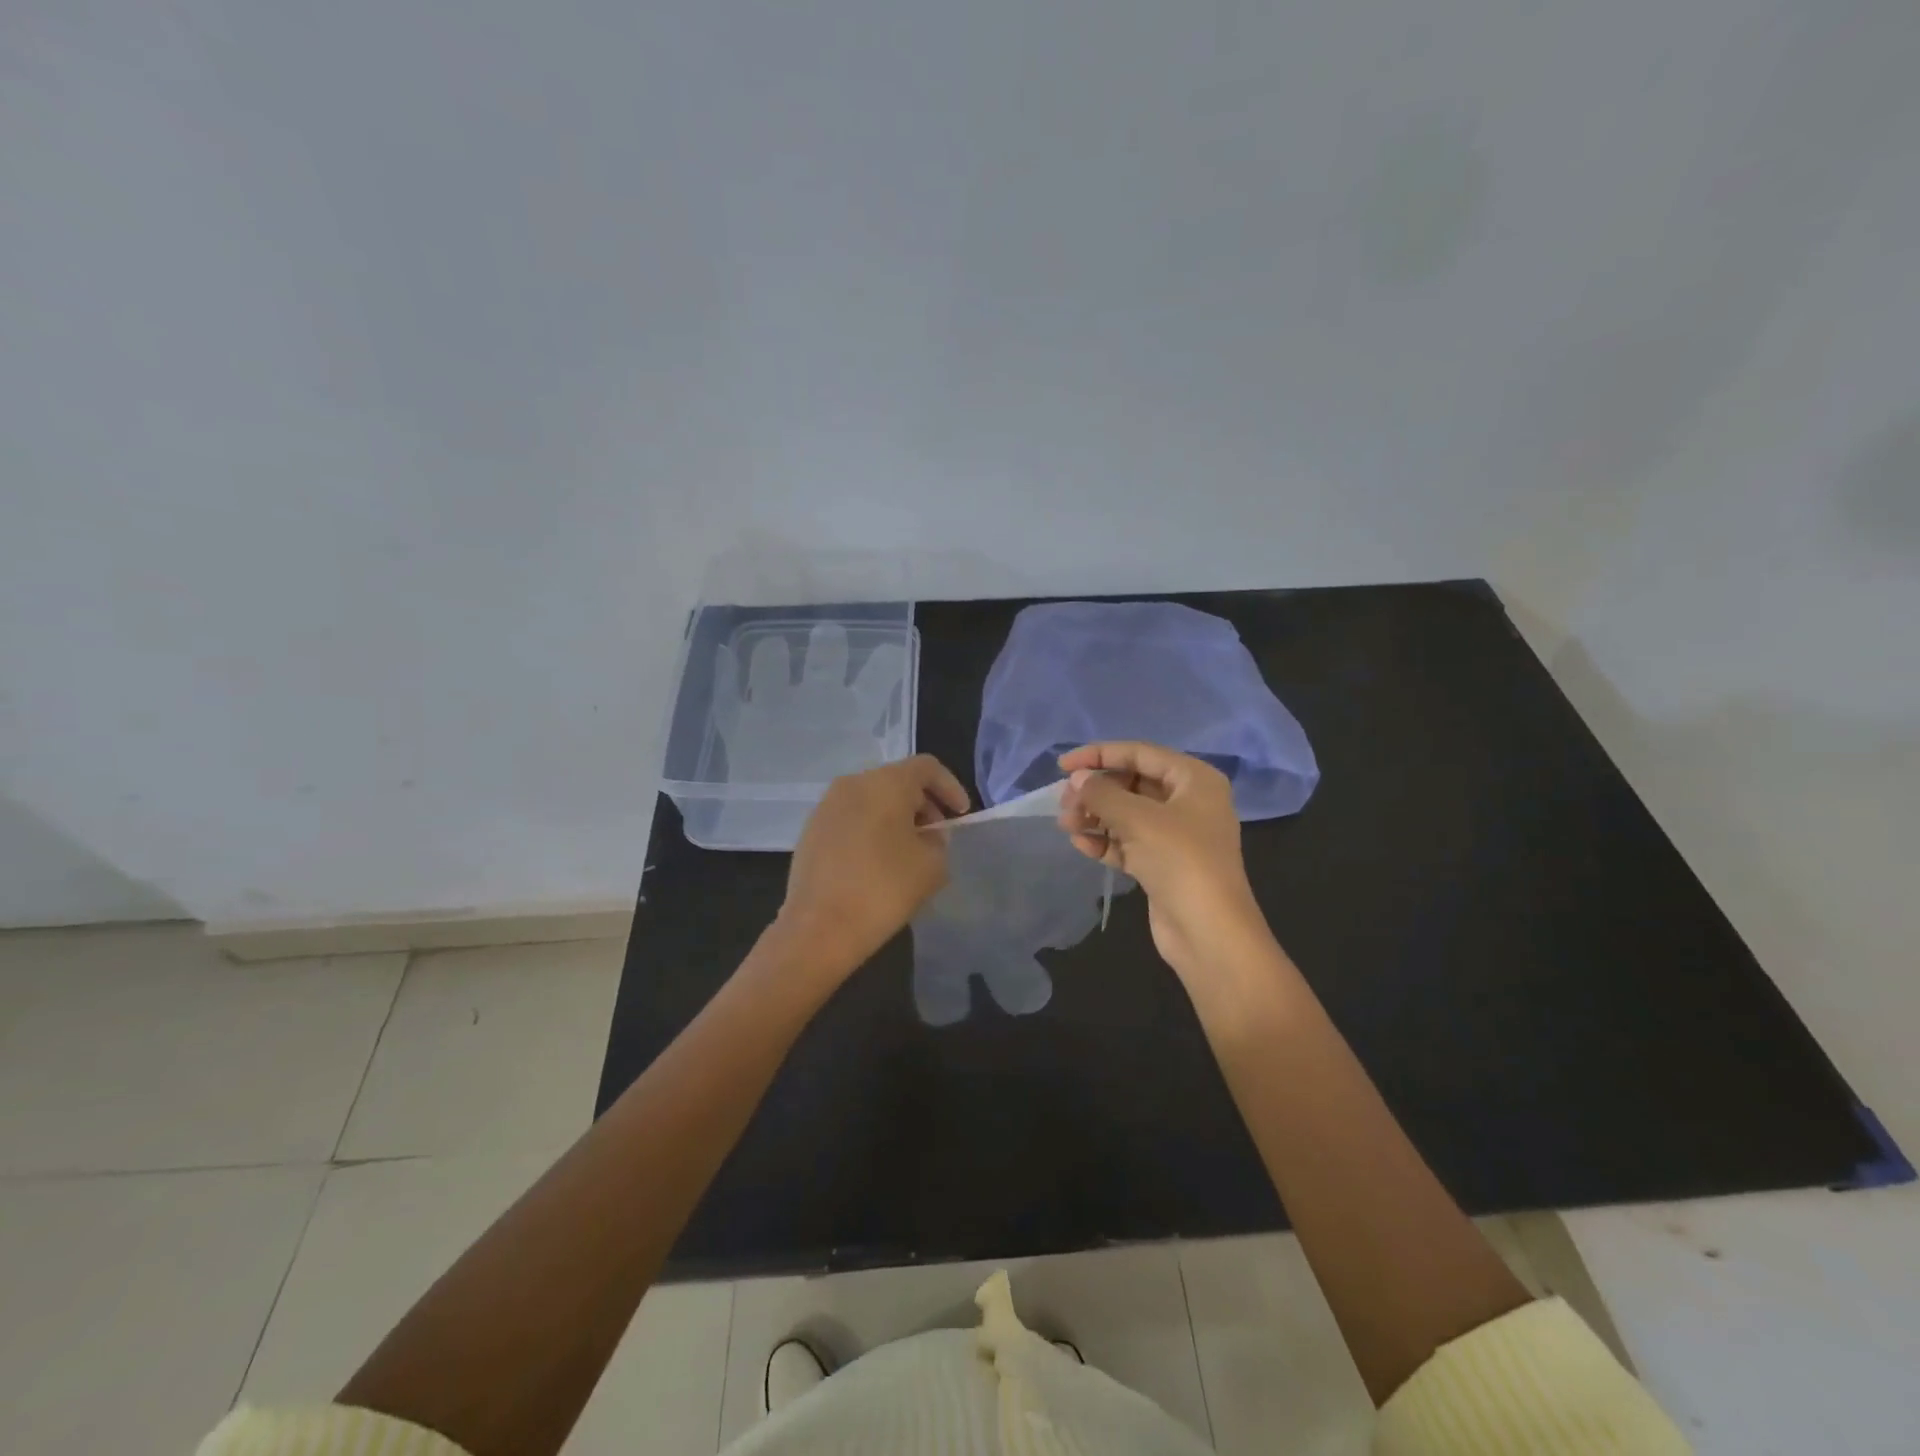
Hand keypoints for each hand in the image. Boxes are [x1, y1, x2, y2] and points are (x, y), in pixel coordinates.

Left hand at [776, 754, 969, 976]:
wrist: (818, 928)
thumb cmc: (883, 889)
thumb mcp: (932, 866)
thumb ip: (938, 841)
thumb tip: (926, 835)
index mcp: (886, 783)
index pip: (927, 767)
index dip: (950, 787)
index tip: (961, 815)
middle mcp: (853, 783)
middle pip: (897, 780)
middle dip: (923, 804)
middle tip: (937, 835)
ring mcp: (826, 806)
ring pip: (872, 799)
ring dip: (895, 817)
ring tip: (908, 851)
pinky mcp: (810, 830)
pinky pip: (851, 818)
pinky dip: (871, 829)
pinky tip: (877, 862)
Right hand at [1057, 742, 1268, 977]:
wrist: (1209, 932)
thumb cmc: (1180, 860)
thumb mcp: (1138, 819)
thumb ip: (1102, 793)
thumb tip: (1078, 780)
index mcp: (1194, 780)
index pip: (1140, 753)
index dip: (1099, 755)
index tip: (1063, 765)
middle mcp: (1187, 802)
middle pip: (1132, 784)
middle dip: (1095, 791)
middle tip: (1064, 802)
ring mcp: (1176, 835)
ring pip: (1126, 814)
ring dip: (1095, 817)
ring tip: (1066, 824)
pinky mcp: (1162, 864)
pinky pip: (1128, 842)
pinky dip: (1104, 841)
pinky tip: (1080, 845)